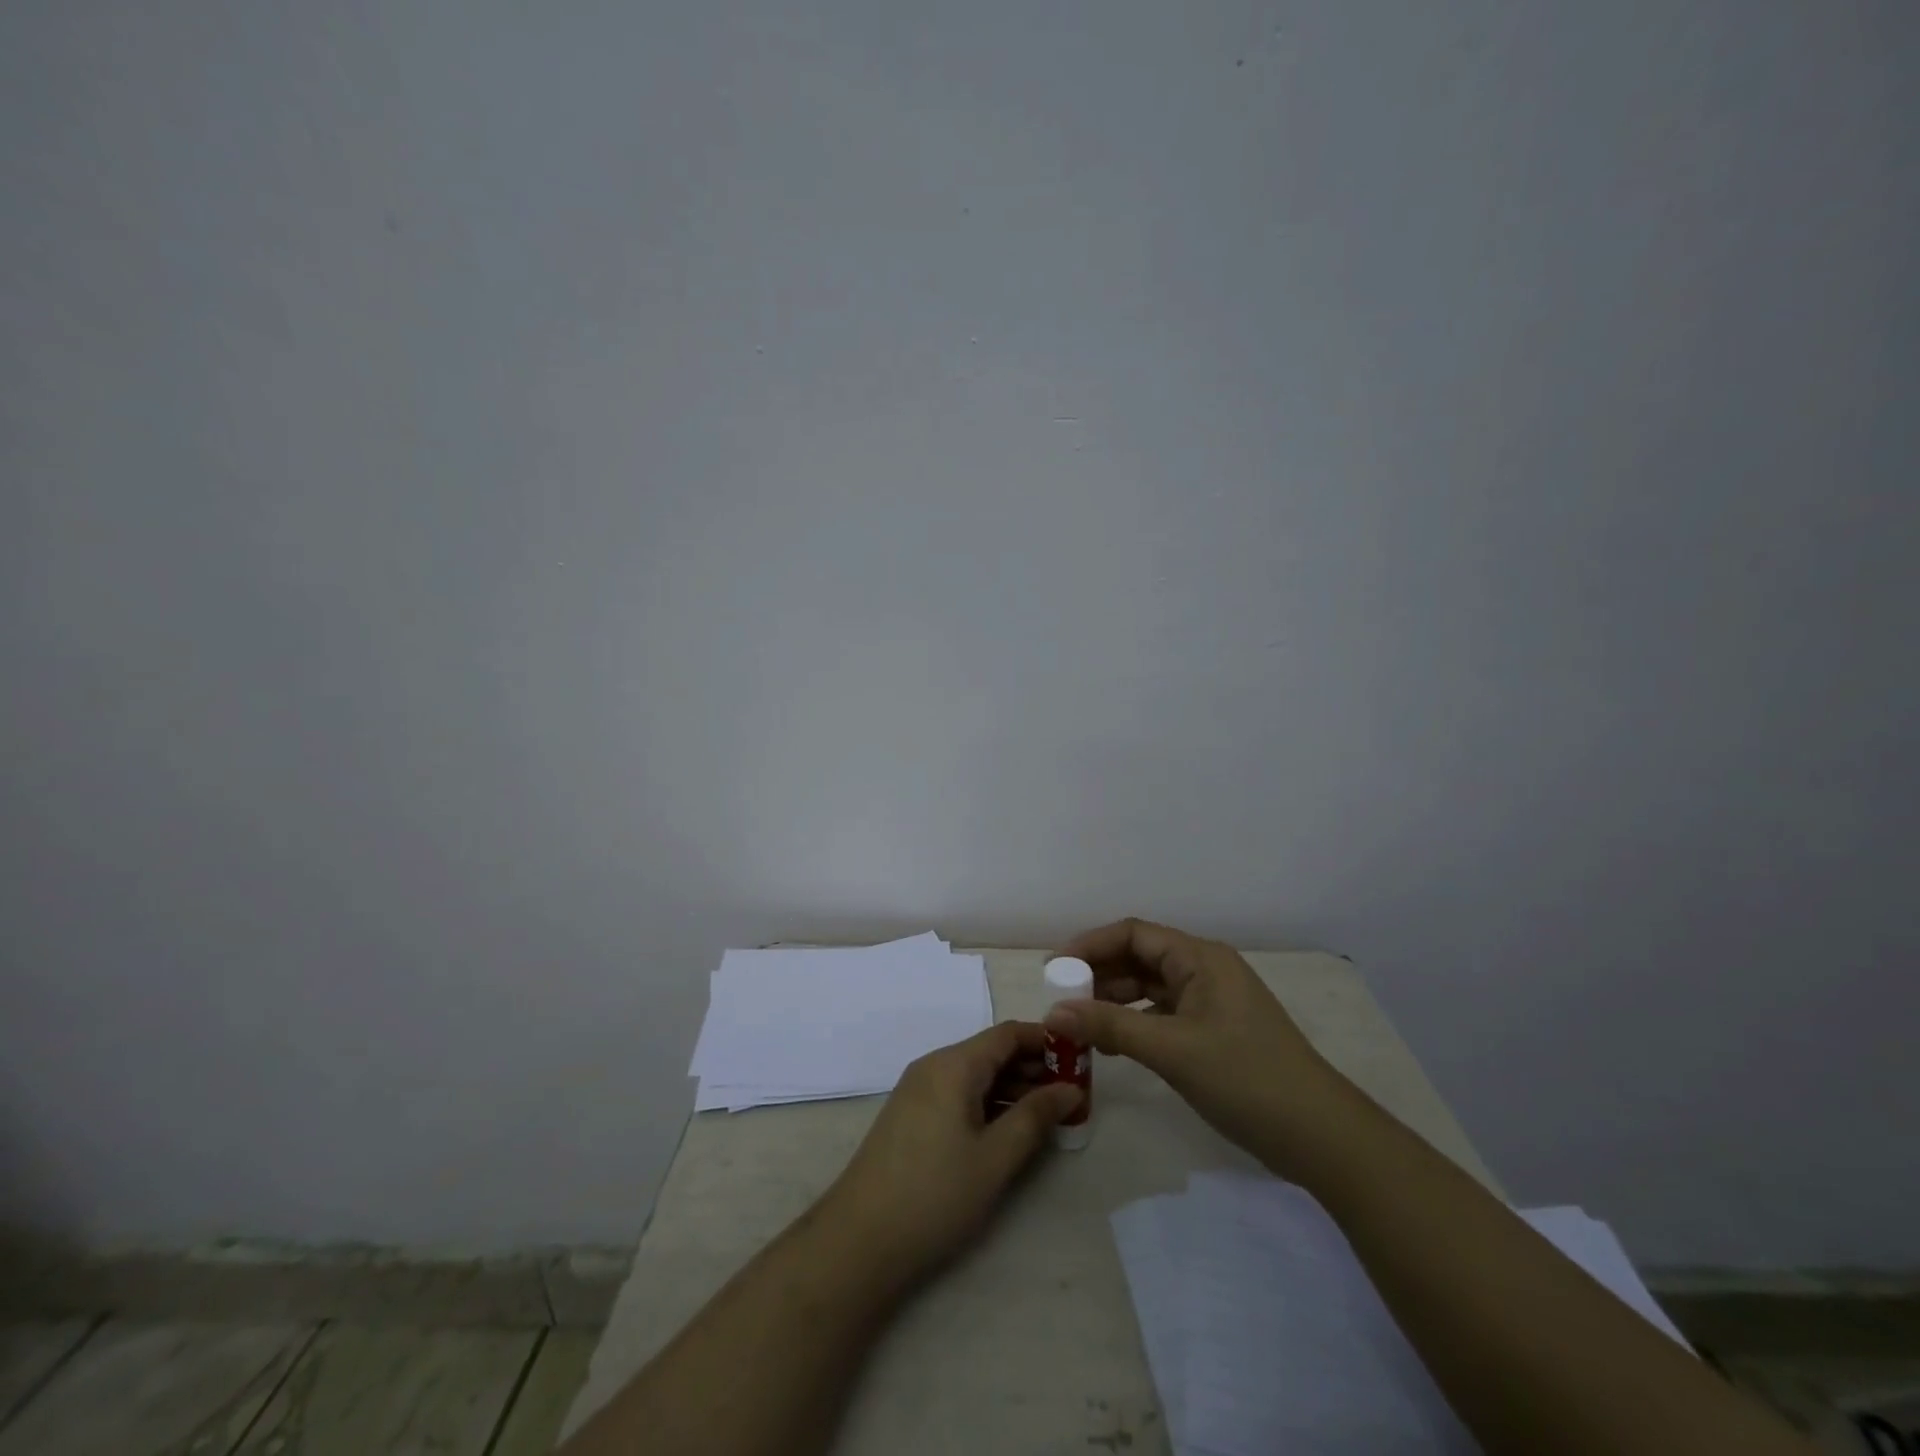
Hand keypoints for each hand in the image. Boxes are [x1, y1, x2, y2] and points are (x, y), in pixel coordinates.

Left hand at [822, 1022, 1081, 1282]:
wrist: (859, 1239)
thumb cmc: (935, 1194)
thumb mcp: (995, 1157)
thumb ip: (1035, 1117)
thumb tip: (1070, 1088)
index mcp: (954, 1064)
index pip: (1008, 1033)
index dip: (1046, 1040)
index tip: (1080, 1058)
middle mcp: (934, 1065)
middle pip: (991, 1051)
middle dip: (1032, 1067)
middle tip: (1072, 1093)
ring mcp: (919, 1089)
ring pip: (975, 1074)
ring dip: (1012, 1087)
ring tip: (1048, 1114)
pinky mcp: (911, 1114)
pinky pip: (958, 1092)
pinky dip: (987, 1102)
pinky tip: (1008, 1129)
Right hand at [1044, 918, 1353, 1178]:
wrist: (1320, 1136)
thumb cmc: (1246, 1078)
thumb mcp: (1172, 1050)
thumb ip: (1110, 1026)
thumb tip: (1052, 1013)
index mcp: (1199, 958)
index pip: (1133, 934)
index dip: (1090, 945)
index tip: (1054, 970)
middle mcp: (1204, 970)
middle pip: (1139, 958)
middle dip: (1098, 975)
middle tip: (1061, 1001)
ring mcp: (1210, 1002)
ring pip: (1149, 989)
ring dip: (1114, 1002)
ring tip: (1079, 1025)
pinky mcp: (1213, 1032)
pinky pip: (1162, 1015)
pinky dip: (1134, 1024)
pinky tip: (1113, 1046)